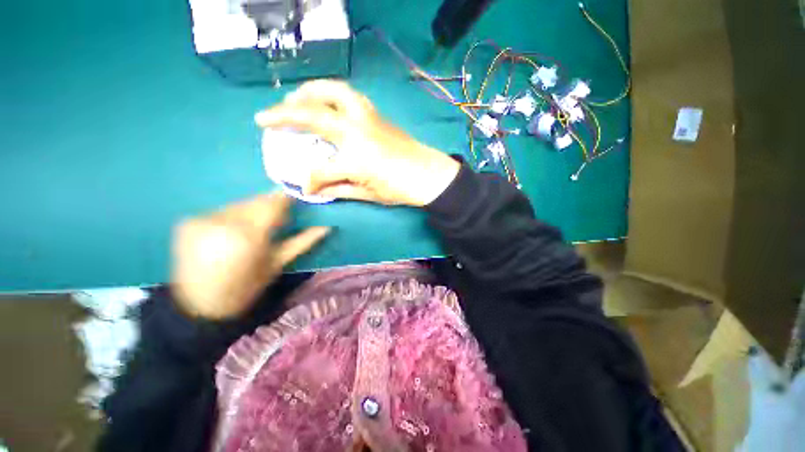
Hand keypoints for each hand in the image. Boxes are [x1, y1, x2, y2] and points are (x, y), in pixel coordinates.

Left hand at [171, 193, 328, 319]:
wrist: (199, 307)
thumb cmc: (246, 289)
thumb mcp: (278, 264)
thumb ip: (303, 242)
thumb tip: (327, 227)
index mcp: (249, 237)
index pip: (273, 204)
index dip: (286, 199)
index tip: (295, 199)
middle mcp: (222, 222)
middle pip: (255, 201)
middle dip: (269, 206)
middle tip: (277, 219)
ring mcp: (200, 220)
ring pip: (238, 205)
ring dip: (251, 211)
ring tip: (254, 229)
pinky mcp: (187, 222)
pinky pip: (219, 211)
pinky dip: (231, 217)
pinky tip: (232, 233)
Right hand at [255, 80, 460, 206]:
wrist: (430, 175)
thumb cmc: (400, 189)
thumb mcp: (368, 195)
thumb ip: (339, 189)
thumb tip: (316, 188)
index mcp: (355, 159)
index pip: (321, 170)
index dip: (310, 181)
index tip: (307, 188)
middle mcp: (357, 132)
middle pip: (313, 114)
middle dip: (284, 114)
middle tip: (266, 117)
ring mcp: (367, 118)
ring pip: (333, 91)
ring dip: (309, 92)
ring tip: (295, 98)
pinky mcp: (376, 114)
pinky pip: (349, 96)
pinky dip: (331, 94)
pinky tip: (327, 103)